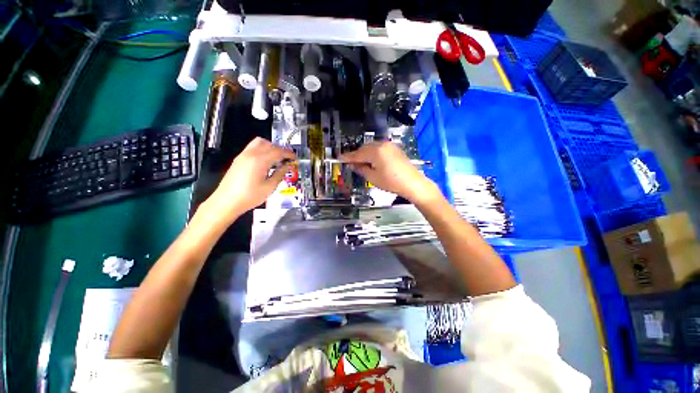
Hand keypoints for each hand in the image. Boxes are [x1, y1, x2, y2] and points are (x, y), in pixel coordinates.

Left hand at [202, 137, 294, 222]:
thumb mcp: (270, 187)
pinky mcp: (239, 159)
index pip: (278, 151)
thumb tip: (286, 166)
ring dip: (270, 147)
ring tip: (276, 159)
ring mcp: (243, 155)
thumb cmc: (250, 196)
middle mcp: (251, 154)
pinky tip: (265, 162)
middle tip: (286, 159)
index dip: (288, 153)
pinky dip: (262, 150)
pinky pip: (252, 148)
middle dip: (280, 150)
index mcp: (260, 160)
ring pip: (259, 142)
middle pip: (269, 144)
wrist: (227, 201)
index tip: (294, 157)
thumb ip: (280, 174)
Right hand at [340, 142, 440, 203]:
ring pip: (372, 147)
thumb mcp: (373, 177)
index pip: (358, 154)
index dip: (348, 157)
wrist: (412, 183)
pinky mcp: (394, 148)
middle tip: (350, 163)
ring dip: (365, 153)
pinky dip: (373, 153)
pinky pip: (379, 148)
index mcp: (376, 151)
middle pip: (364, 148)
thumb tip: (353, 165)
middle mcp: (382, 144)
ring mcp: (389, 145)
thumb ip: (361, 169)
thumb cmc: (391, 182)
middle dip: (357, 155)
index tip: (339, 158)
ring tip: (360, 163)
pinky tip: (372, 160)